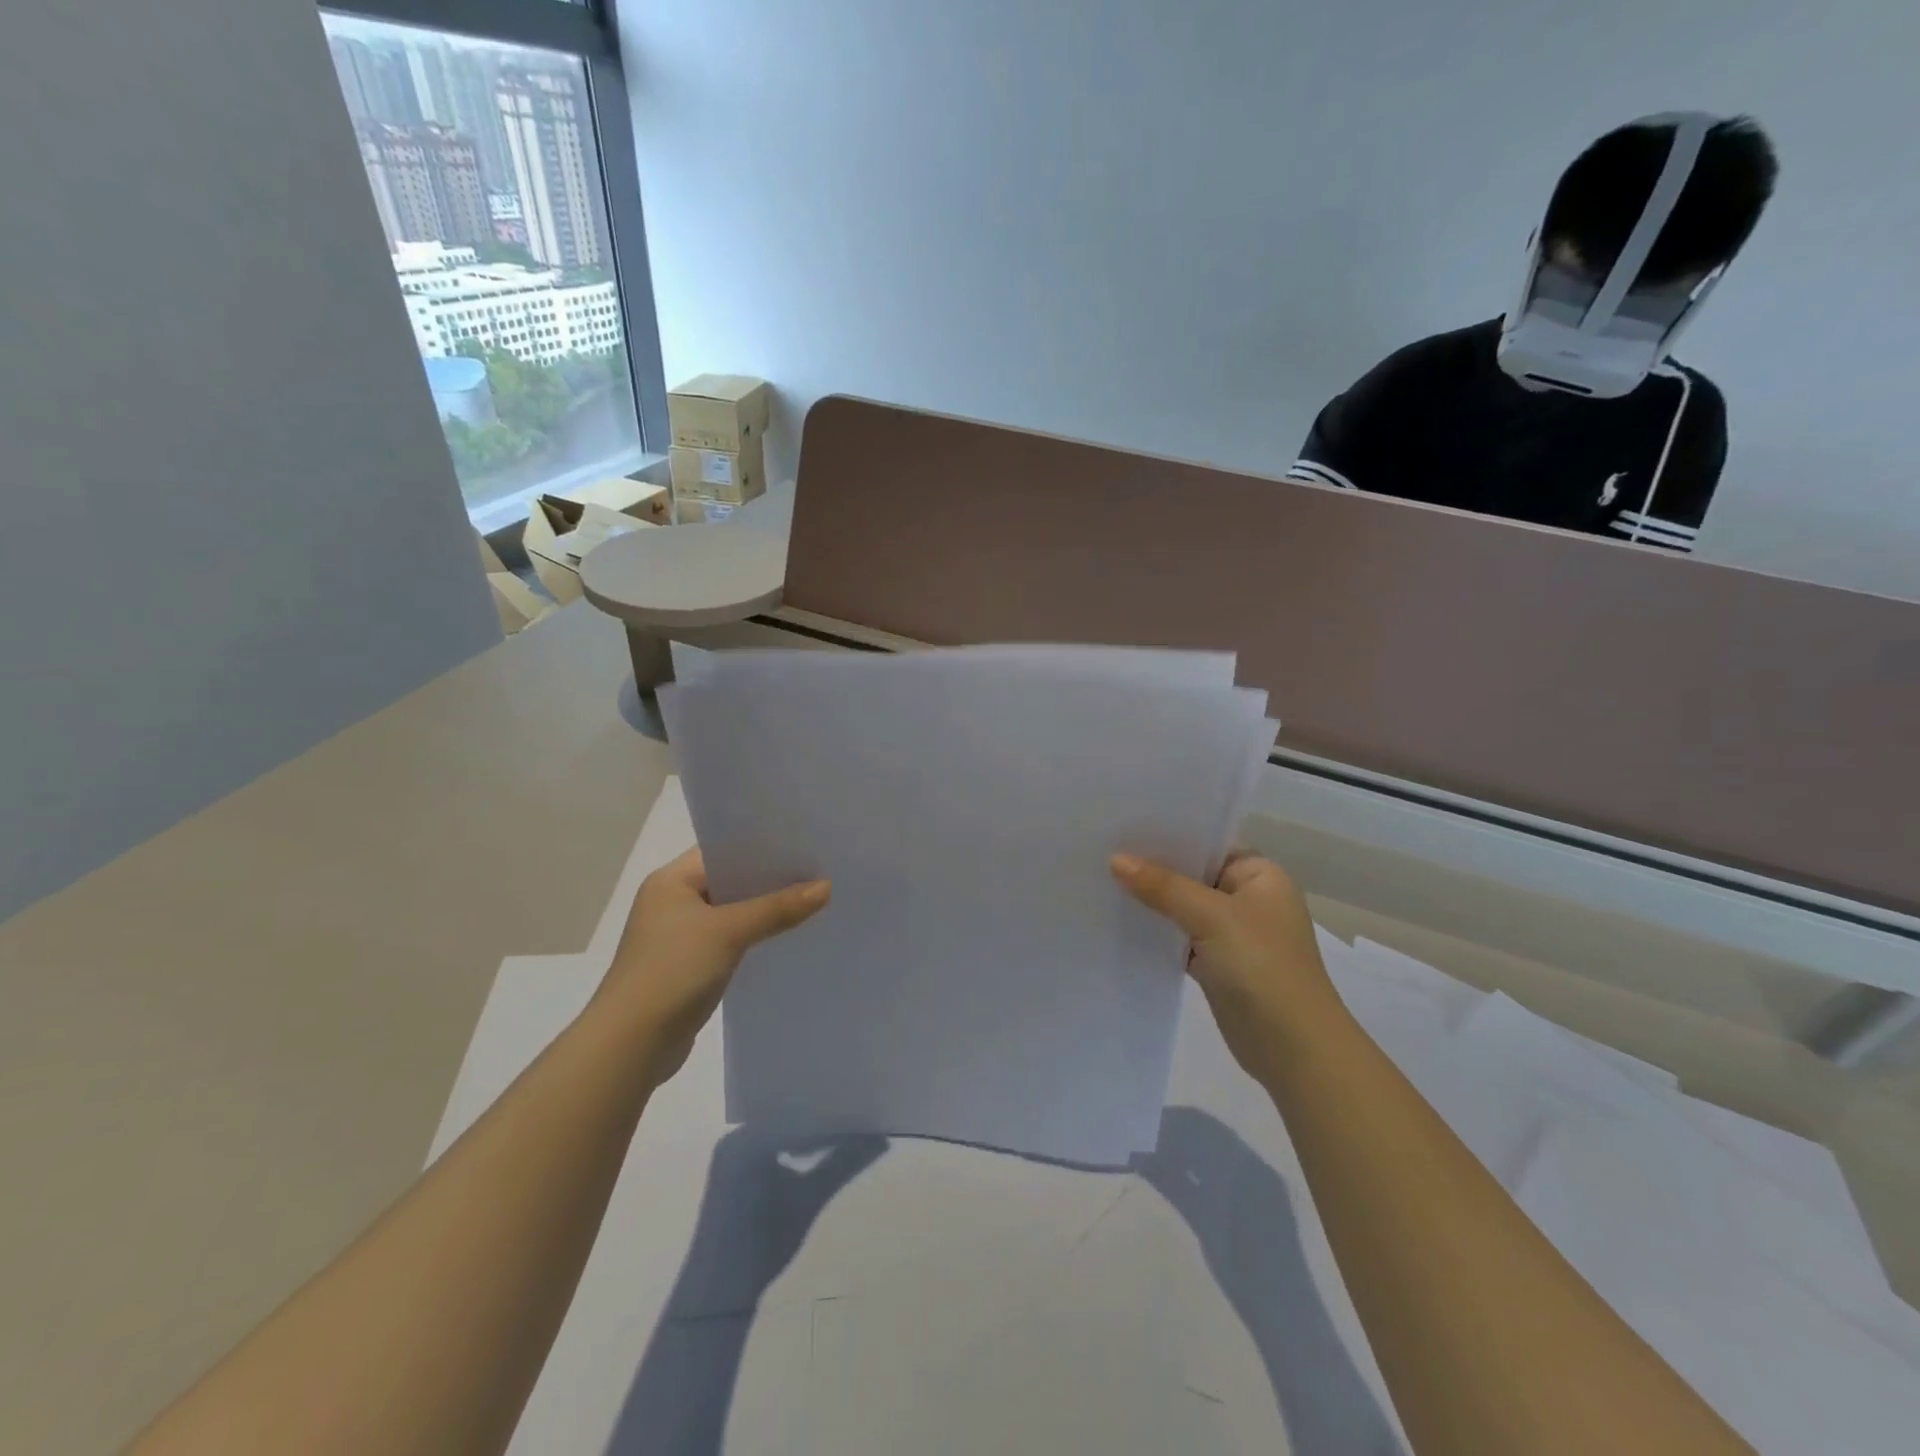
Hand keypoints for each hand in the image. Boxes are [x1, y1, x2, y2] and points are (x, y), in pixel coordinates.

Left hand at [598, 849, 830, 1081]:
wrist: (631, 1044)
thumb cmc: (672, 971)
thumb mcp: (729, 932)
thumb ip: (778, 908)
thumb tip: (826, 886)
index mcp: (671, 881)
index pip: (722, 851)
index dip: (762, 847)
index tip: (803, 845)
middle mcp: (671, 902)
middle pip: (729, 881)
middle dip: (769, 880)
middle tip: (817, 872)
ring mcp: (678, 936)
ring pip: (731, 913)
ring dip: (763, 911)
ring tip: (810, 902)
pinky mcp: (687, 967)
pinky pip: (728, 941)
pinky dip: (753, 938)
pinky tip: (784, 939)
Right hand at [1111, 850, 1342, 1079]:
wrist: (1293, 1048)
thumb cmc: (1261, 966)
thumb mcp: (1211, 916)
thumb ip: (1163, 886)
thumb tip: (1116, 858)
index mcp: (1261, 876)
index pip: (1210, 844)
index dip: (1170, 836)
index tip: (1124, 827)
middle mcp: (1250, 899)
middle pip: (1194, 875)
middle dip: (1155, 869)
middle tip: (1105, 851)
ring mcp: (1235, 934)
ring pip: (1185, 908)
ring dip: (1154, 902)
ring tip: (1104, 881)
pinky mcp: (1219, 965)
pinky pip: (1182, 938)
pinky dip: (1159, 933)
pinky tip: (1123, 922)